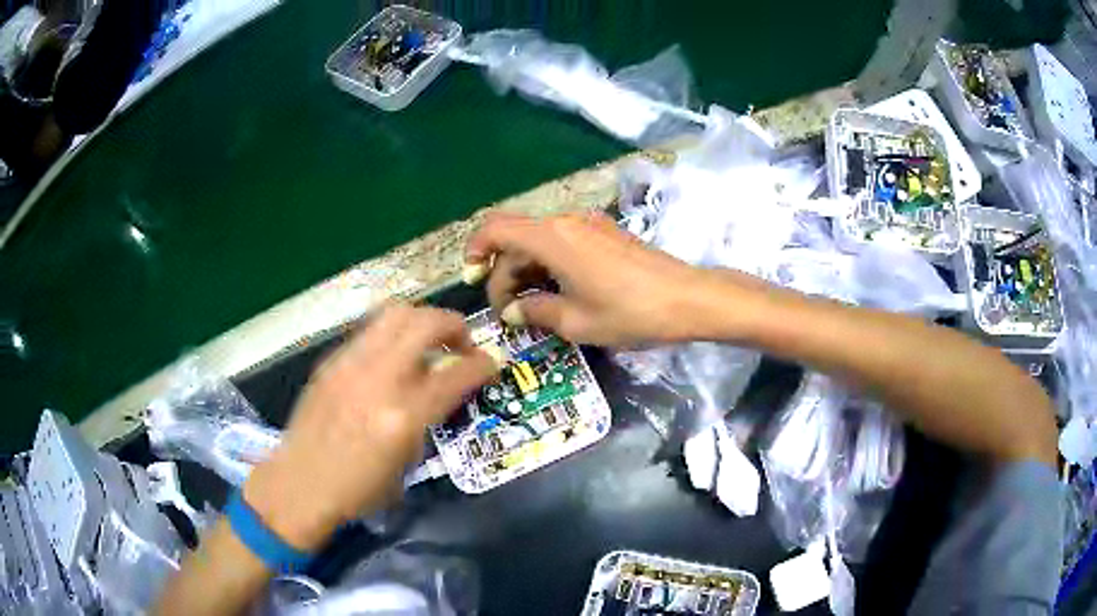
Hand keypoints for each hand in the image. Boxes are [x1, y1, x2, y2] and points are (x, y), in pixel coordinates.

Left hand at [242, 304, 497, 549]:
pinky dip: (392, 335)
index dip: (483, 365)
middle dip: (455, 325)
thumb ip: (427, 420)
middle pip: (426, 322)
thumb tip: (440, 392)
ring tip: (428, 341)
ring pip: (395, 313)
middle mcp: (378, 379)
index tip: (491, 366)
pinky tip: (392, 358)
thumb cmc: (357, 490)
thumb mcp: (406, 463)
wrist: (299, 485)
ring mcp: (350, 364)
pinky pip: (369, 331)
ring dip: (422, 321)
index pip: (457, 373)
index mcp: (403, 415)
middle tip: (462, 344)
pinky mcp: (330, 361)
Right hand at [464, 211, 751, 346]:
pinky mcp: (604, 233)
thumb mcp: (576, 321)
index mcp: (552, 238)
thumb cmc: (630, 312)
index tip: (472, 279)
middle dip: (503, 272)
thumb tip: (512, 310)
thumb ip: (535, 311)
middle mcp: (566, 222)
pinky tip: (557, 292)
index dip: (476, 250)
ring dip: (527, 269)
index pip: (496, 229)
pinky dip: (549, 264)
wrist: (687, 298)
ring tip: (530, 307)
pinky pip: (563, 242)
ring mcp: (588, 225)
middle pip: (517, 238)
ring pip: (540, 241)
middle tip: (507, 311)